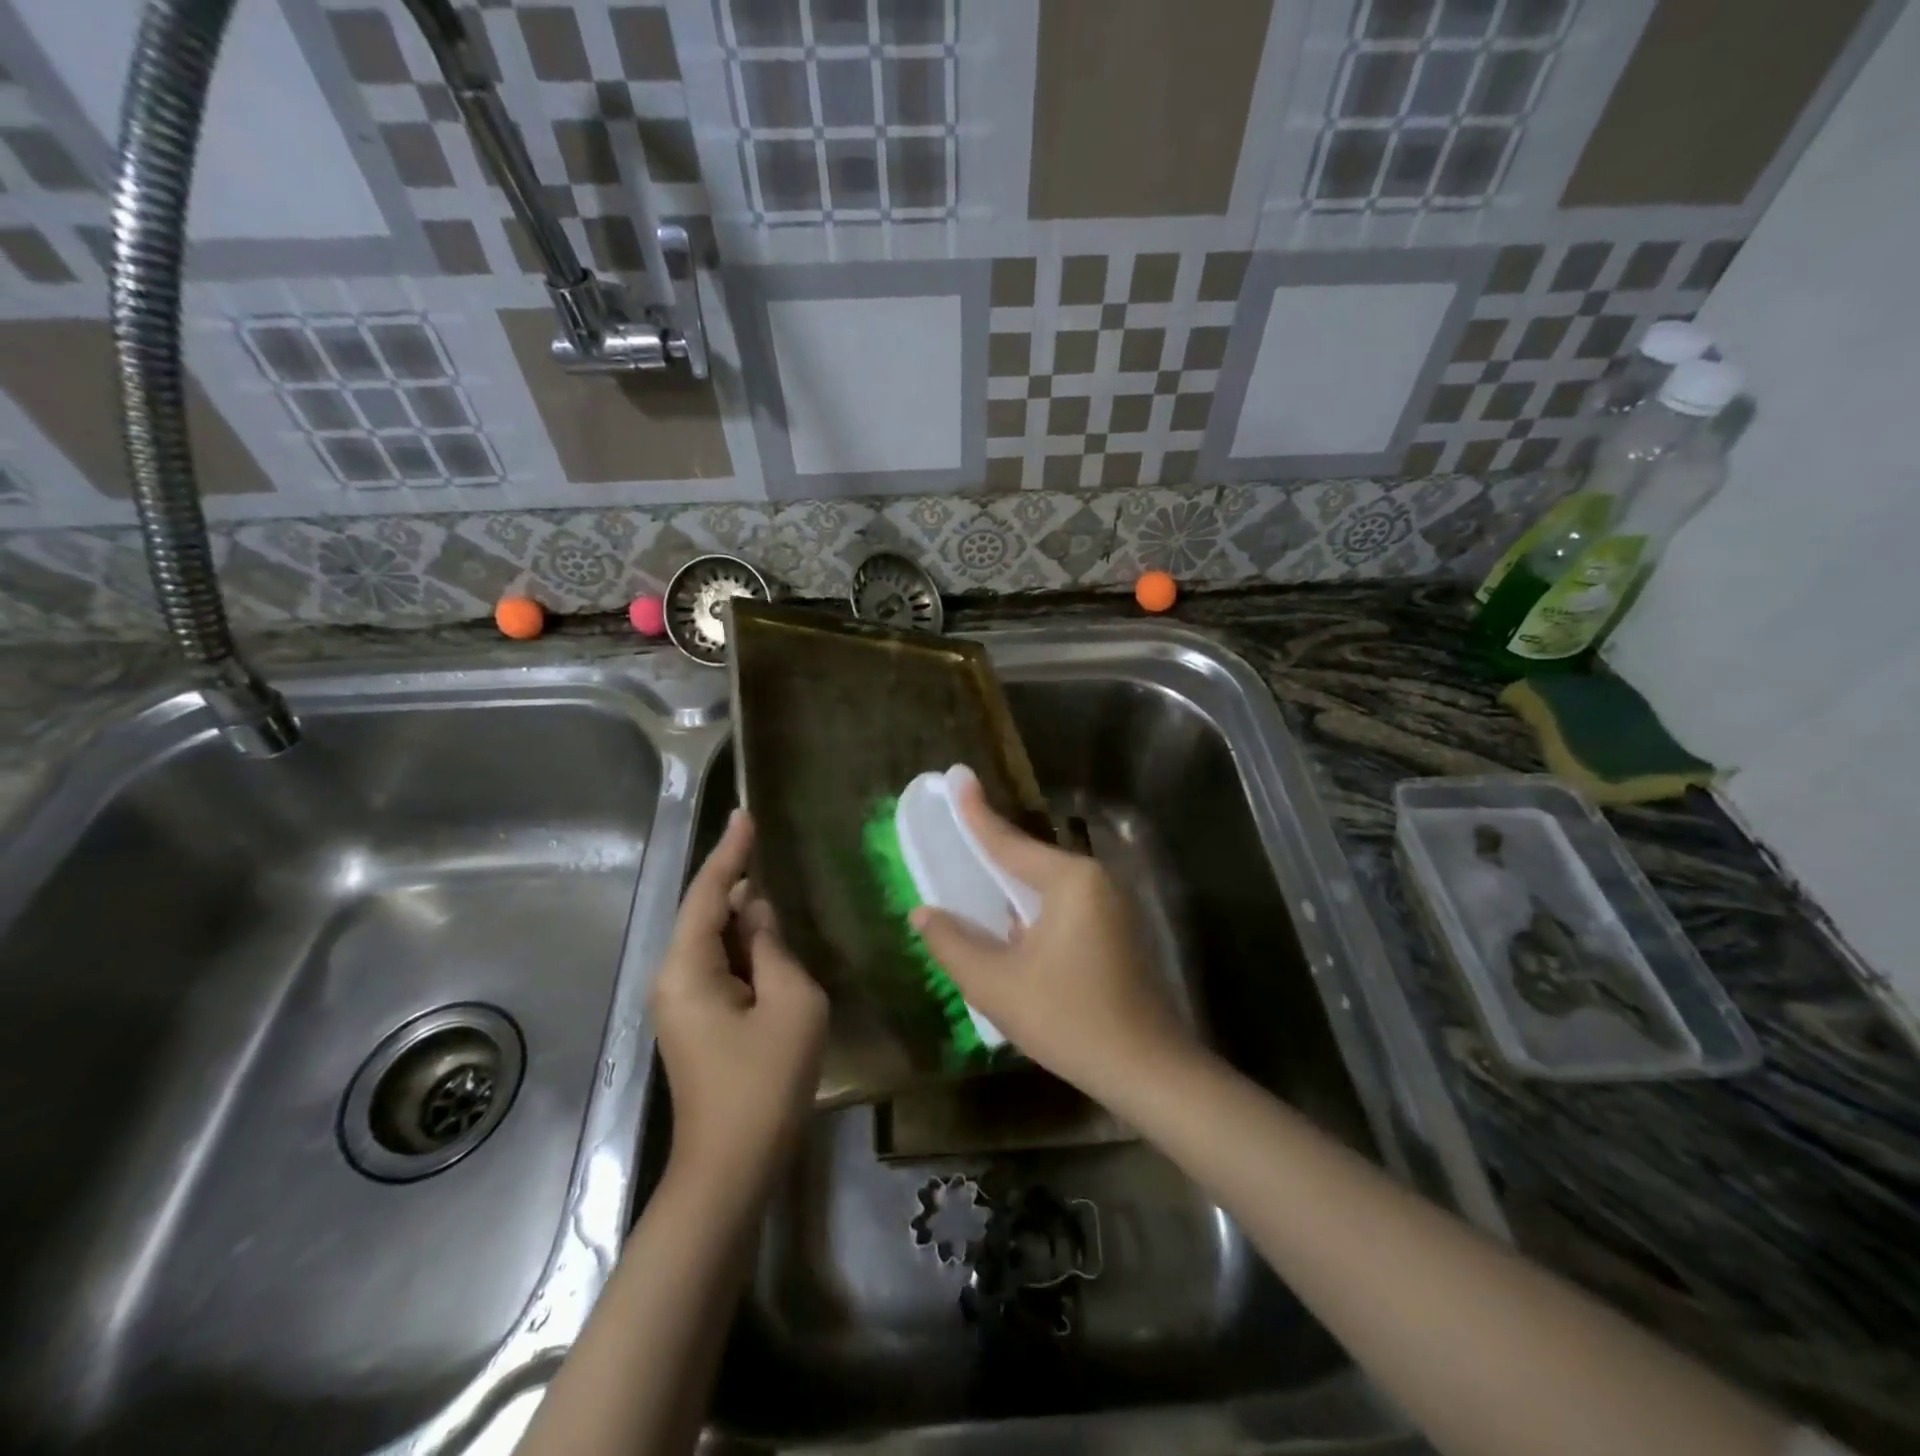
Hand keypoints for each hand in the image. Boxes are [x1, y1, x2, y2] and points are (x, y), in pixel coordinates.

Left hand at [652, 810, 827, 1200]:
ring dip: (744, 919)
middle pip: (706, 914)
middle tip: (769, 846)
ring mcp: (682, 1004)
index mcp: (688, 968)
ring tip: (778, 890)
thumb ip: (773, 949)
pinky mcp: (696, 1023)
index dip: (730, 851)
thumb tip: (758, 916)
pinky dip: (744, 949)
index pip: (710, 893)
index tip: (745, 815)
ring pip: (714, 942)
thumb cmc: (764, 1083)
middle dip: (738, 882)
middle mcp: (674, 979)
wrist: (731, 1168)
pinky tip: (770, 942)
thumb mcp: (790, 1004)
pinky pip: (719, 968)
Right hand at [910, 776, 1200, 1108]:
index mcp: (1070, 881)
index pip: (1008, 842)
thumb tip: (923, 913)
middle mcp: (1095, 881)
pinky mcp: (1117, 932)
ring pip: (1046, 887)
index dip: (976, 813)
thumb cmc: (1069, 1019)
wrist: (1147, 1070)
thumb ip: (953, 944)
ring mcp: (1112, 906)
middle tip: (955, 835)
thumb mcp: (997, 985)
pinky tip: (1010, 929)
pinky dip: (1032, 910)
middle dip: (991, 853)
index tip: (957, 778)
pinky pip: (1063, 907)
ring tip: (973, 882)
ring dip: (1011, 889)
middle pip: (1029, 860)